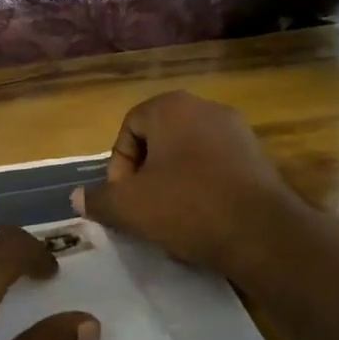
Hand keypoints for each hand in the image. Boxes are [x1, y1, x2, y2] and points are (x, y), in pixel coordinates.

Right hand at [74, 91, 296, 273]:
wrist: (262, 232)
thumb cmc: (187, 206)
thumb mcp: (130, 206)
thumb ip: (99, 199)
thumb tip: (77, 198)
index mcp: (172, 107)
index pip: (129, 126)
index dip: (118, 164)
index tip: (122, 197)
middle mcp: (206, 108)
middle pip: (159, 139)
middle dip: (145, 174)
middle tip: (142, 207)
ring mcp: (238, 131)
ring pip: (187, 155)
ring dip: (172, 183)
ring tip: (169, 218)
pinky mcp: (258, 158)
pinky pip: (215, 168)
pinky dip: (201, 188)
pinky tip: (201, 219)